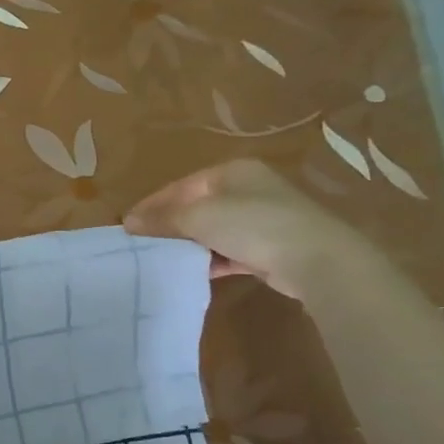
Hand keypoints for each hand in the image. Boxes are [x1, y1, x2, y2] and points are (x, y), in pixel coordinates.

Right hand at [123, 159, 383, 302]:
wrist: (317, 259)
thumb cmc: (253, 225)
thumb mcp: (198, 217)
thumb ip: (162, 219)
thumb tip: (128, 222)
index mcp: (231, 172)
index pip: (180, 186)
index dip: (151, 205)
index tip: (126, 227)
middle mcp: (247, 189)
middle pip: (195, 207)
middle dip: (168, 226)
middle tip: (141, 245)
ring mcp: (261, 218)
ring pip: (211, 230)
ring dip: (188, 245)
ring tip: (161, 260)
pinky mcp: (269, 247)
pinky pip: (228, 251)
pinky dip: (210, 259)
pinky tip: (192, 272)